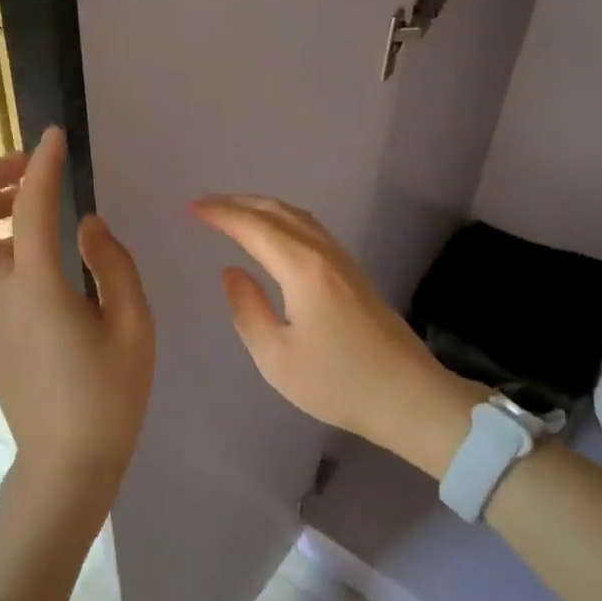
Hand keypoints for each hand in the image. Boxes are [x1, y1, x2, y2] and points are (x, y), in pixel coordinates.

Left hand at [0, 128, 154, 494]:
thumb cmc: (108, 396)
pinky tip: (18, 241)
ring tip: (22, 199)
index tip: (54, 136)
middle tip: (28, 167)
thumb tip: (85, 224)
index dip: (40, 165)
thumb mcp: (133, 326)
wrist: (64, 462)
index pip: (28, 208)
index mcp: (37, 289)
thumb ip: (112, 264)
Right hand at [192, 195, 476, 478]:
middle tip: (206, 206)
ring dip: (262, 208)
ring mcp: (344, 260)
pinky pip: (311, 229)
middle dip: (238, 203)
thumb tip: (231, 272)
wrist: (410, 397)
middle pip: (277, 211)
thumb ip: (247, 310)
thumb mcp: (277, 358)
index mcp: (303, 269)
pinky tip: (275, 235)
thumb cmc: (338, 383)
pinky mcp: (354, 273)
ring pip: (298, 217)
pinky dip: (283, 220)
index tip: (191, 209)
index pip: (254, 227)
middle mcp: (324, 253)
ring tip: (234, 213)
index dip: (221, 214)